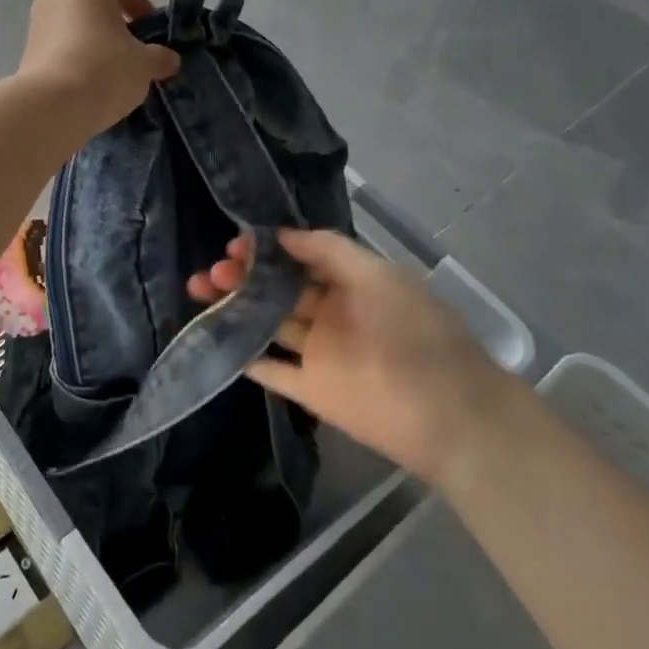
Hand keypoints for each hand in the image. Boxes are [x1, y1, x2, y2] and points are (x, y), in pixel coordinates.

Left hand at [19, 0, 179, 134]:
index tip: (151, 32)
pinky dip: (74, 59)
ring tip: (111, 72)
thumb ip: (160, 57)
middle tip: (133, 51)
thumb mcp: (144, 64)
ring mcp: (36, 21)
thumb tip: (169, 60)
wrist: (51, 106)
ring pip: (74, 26)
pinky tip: (88, 84)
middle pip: (94, 4)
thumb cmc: (105, 69)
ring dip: (93, 42)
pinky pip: (59, 48)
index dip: (139, 5)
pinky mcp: (25, 50)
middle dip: (115, 24)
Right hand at [189, 228, 517, 480]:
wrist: (448, 413)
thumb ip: (328, 249)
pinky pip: (270, 369)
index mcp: (349, 284)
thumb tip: (280, 235)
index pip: (298, 260)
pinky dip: (243, 355)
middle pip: (277, 290)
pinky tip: (213, 336)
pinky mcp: (310, 390)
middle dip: (243, 276)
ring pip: (266, 323)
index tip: (235, 244)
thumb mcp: (376, 274)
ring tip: (200, 292)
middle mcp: (331, 314)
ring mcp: (319, 353)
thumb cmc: (413, 332)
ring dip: (234, 307)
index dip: (266, 250)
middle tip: (213, 271)